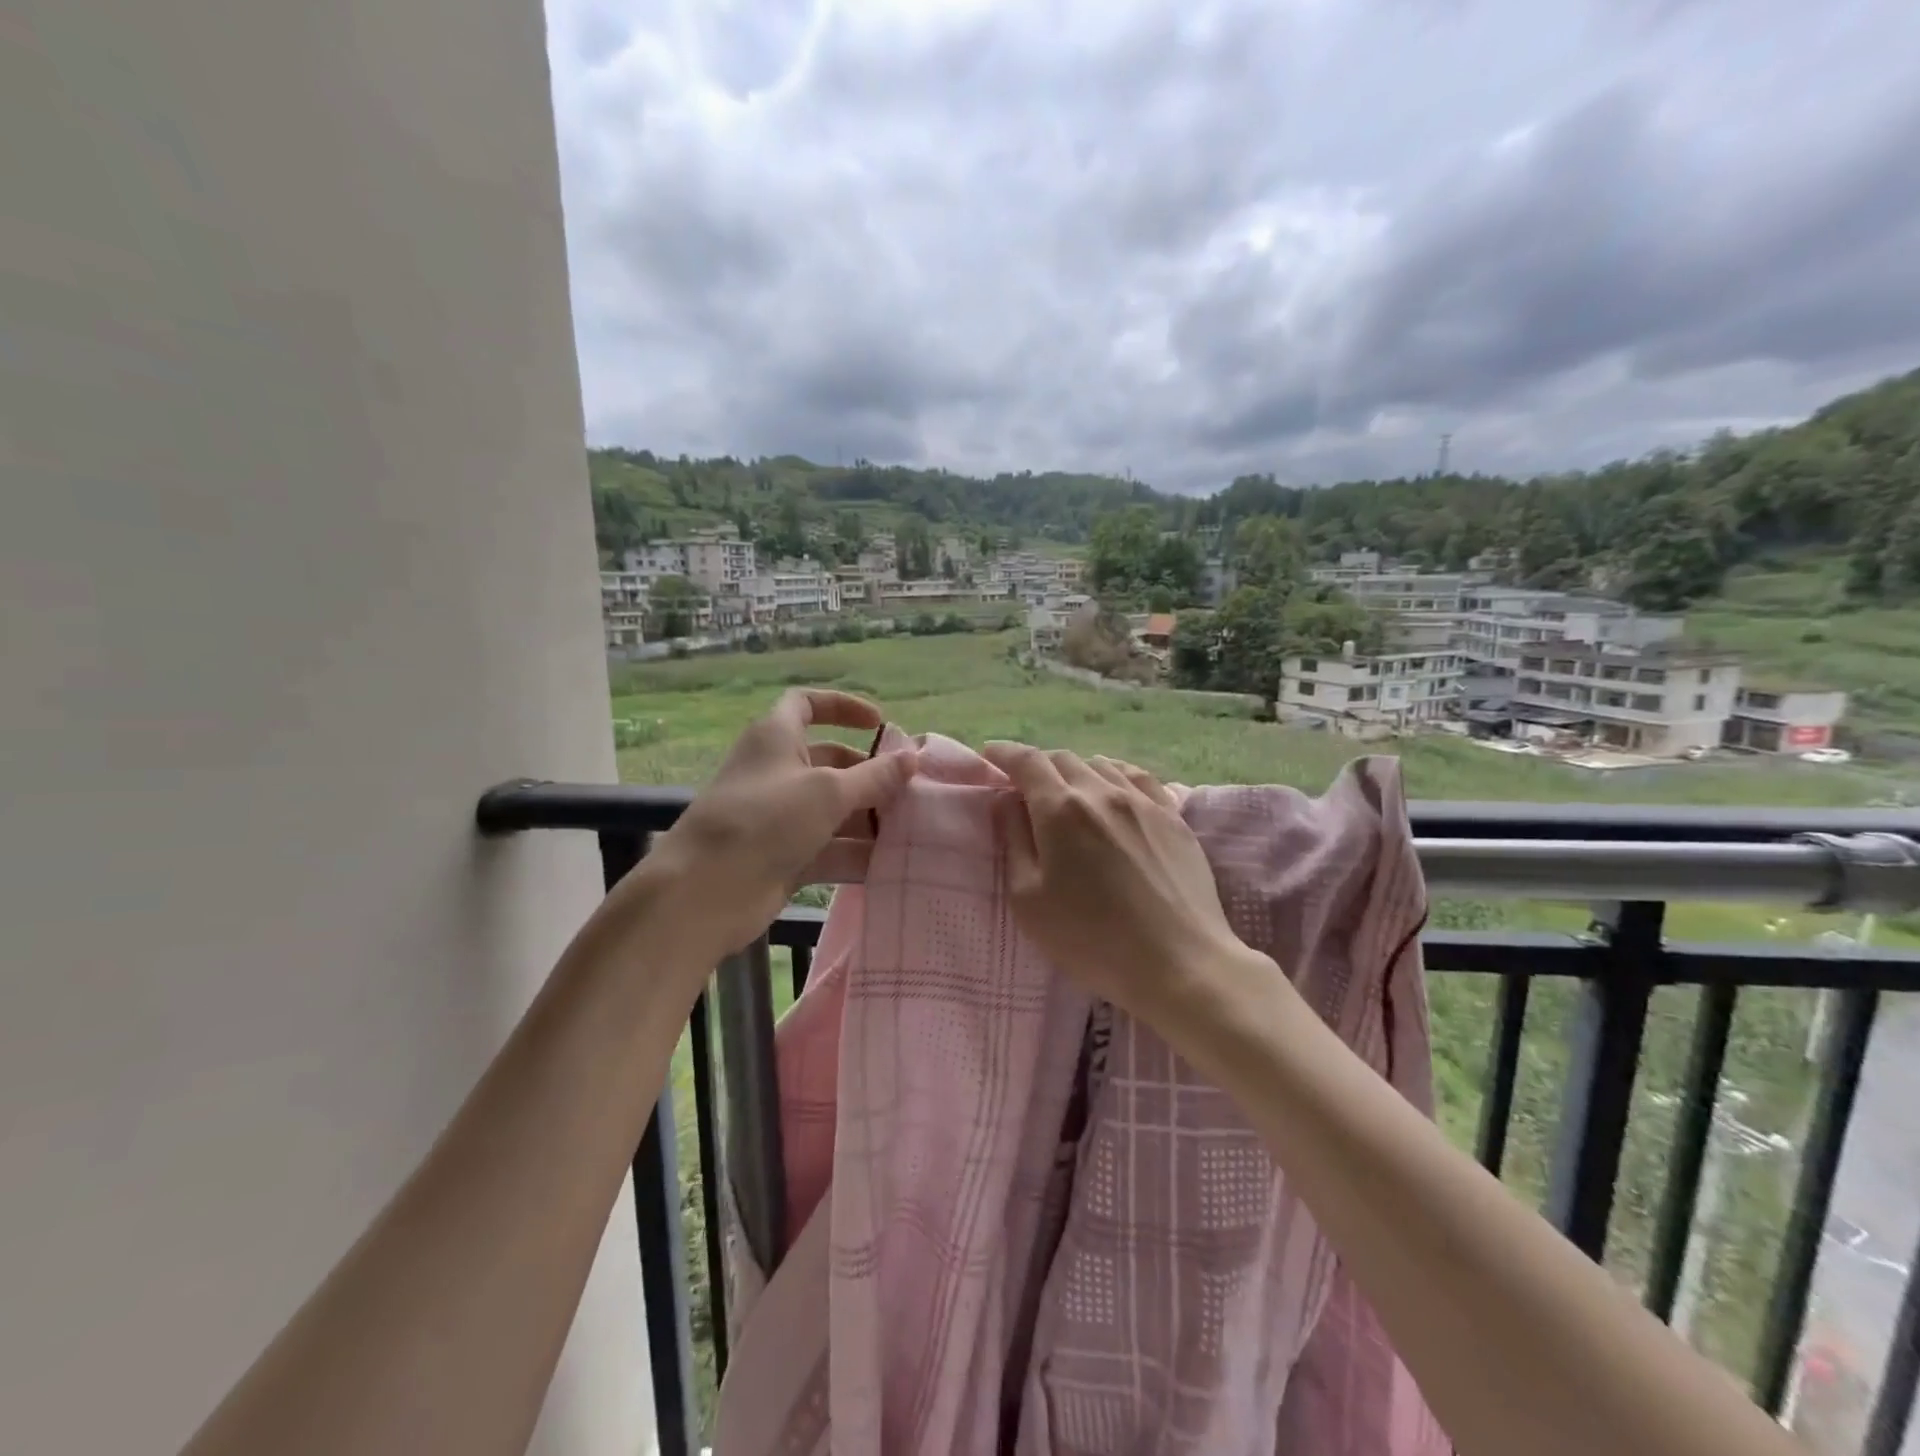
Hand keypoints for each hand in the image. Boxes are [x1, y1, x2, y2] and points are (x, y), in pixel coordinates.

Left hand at [646, 690, 917, 960]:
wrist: (705, 891)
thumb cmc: (765, 820)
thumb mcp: (828, 792)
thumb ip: (875, 777)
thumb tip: (912, 757)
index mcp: (776, 737)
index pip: (807, 704)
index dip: (842, 706)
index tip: (880, 723)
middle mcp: (777, 771)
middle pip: (830, 762)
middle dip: (869, 774)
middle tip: (909, 790)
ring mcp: (779, 817)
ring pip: (832, 809)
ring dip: (868, 818)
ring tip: (911, 830)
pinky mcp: (783, 856)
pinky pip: (827, 847)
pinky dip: (854, 853)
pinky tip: (890, 864)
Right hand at [982, 743, 1264, 1025]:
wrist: (1179, 962)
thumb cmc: (1091, 940)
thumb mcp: (1029, 900)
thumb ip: (1014, 842)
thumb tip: (1006, 800)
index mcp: (1061, 810)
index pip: (1027, 762)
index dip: (1005, 753)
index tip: (990, 753)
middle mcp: (1102, 792)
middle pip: (1063, 759)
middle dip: (1038, 765)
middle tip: (1025, 786)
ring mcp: (1143, 802)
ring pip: (1101, 764)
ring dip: (1075, 770)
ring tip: (1068, 790)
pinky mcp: (1174, 817)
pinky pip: (1138, 777)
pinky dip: (1115, 773)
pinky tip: (1114, 786)